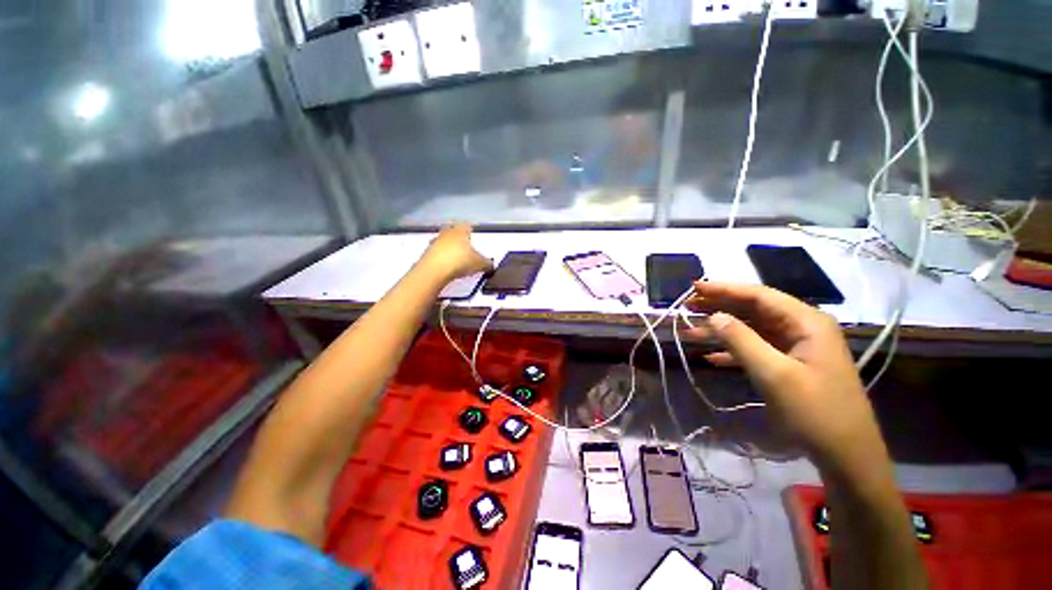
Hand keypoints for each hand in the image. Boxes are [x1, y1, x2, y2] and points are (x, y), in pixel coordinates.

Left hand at [418, 225, 492, 282]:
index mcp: (460, 231)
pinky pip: (436, 253)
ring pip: (443, 241)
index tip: (474, 236)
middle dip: (458, 237)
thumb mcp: (479, 264)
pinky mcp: (425, 254)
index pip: (467, 226)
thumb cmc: (459, 261)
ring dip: (448, 247)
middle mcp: (446, 233)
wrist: (433, 271)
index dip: (471, 231)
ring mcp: (434, 242)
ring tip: (456, 258)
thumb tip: (491, 265)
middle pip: (452, 231)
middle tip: (464, 246)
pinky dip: (441, 257)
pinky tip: (446, 266)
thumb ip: (487, 263)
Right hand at [684, 281, 884, 470]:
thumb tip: (714, 316)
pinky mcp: (789, 365)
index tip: (694, 287)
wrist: (845, 455)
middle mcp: (801, 328)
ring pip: (751, 329)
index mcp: (806, 322)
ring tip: (689, 330)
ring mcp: (795, 347)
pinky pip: (755, 349)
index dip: (724, 289)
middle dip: (719, 307)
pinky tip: (710, 356)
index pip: (759, 295)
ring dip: (720, 330)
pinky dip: (732, 351)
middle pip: (753, 309)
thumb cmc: (815, 411)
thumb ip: (742, 340)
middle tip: (687, 306)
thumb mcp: (775, 374)